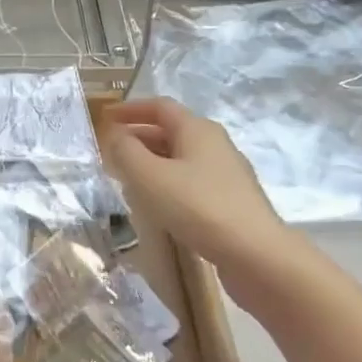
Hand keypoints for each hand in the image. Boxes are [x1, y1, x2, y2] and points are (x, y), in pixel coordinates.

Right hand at [101, 97, 301, 286]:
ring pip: (180, 156)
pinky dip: (167, 181)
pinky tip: (156, 202)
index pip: (159, 106)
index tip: (105, 117)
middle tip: (110, 151)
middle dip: (138, 136)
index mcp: (197, 129)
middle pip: (171, 130)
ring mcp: (226, 172)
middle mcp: (215, 144)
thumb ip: (125, 151)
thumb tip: (116, 136)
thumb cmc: (197, 206)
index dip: (130, 109)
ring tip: (127, 176)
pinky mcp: (229, 199)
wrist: (255, 254)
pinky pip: (190, 179)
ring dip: (151, 160)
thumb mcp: (149, 176)